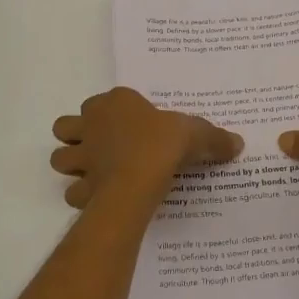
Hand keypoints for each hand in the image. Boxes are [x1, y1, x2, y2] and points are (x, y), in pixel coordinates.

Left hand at [51, 87, 241, 208]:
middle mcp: (92, 125)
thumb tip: (238, 143)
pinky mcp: (80, 187)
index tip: (132, 124)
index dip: (112, 111)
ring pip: (60, 157)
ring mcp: (82, 157)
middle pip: (67, 125)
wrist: (137, 180)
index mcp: (116, 103)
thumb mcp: (196, 134)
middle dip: (78, 135)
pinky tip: (99, 198)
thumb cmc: (163, 144)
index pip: (105, 100)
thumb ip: (215, 138)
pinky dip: (82, 195)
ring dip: (72, 163)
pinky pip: (73, 191)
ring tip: (93, 172)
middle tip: (100, 146)